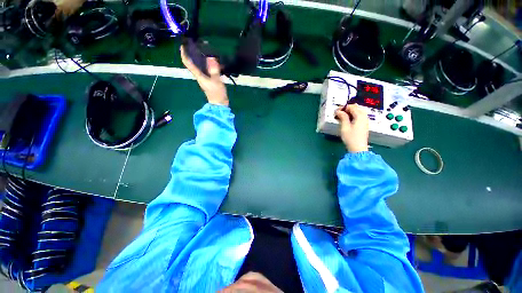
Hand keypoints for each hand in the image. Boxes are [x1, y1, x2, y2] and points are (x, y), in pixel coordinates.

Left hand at [180, 46, 228, 106]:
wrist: (219, 103)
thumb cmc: (217, 94)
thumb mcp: (217, 81)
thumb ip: (214, 70)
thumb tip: (212, 57)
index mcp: (199, 75)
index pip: (188, 63)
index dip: (184, 53)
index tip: (183, 44)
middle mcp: (199, 75)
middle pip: (192, 62)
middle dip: (192, 52)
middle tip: (195, 43)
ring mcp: (204, 77)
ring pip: (199, 65)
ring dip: (200, 57)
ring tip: (204, 49)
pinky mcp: (209, 79)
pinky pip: (206, 68)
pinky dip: (207, 63)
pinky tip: (212, 59)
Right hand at [335, 104, 368, 152]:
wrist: (358, 148)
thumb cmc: (351, 138)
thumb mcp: (345, 127)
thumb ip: (343, 117)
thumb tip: (339, 111)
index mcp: (360, 116)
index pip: (351, 107)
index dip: (343, 107)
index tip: (335, 111)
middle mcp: (364, 116)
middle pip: (356, 107)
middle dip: (347, 108)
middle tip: (338, 113)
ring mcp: (365, 120)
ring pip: (358, 111)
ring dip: (349, 112)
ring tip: (341, 116)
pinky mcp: (364, 124)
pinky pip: (359, 116)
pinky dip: (352, 115)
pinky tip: (347, 120)